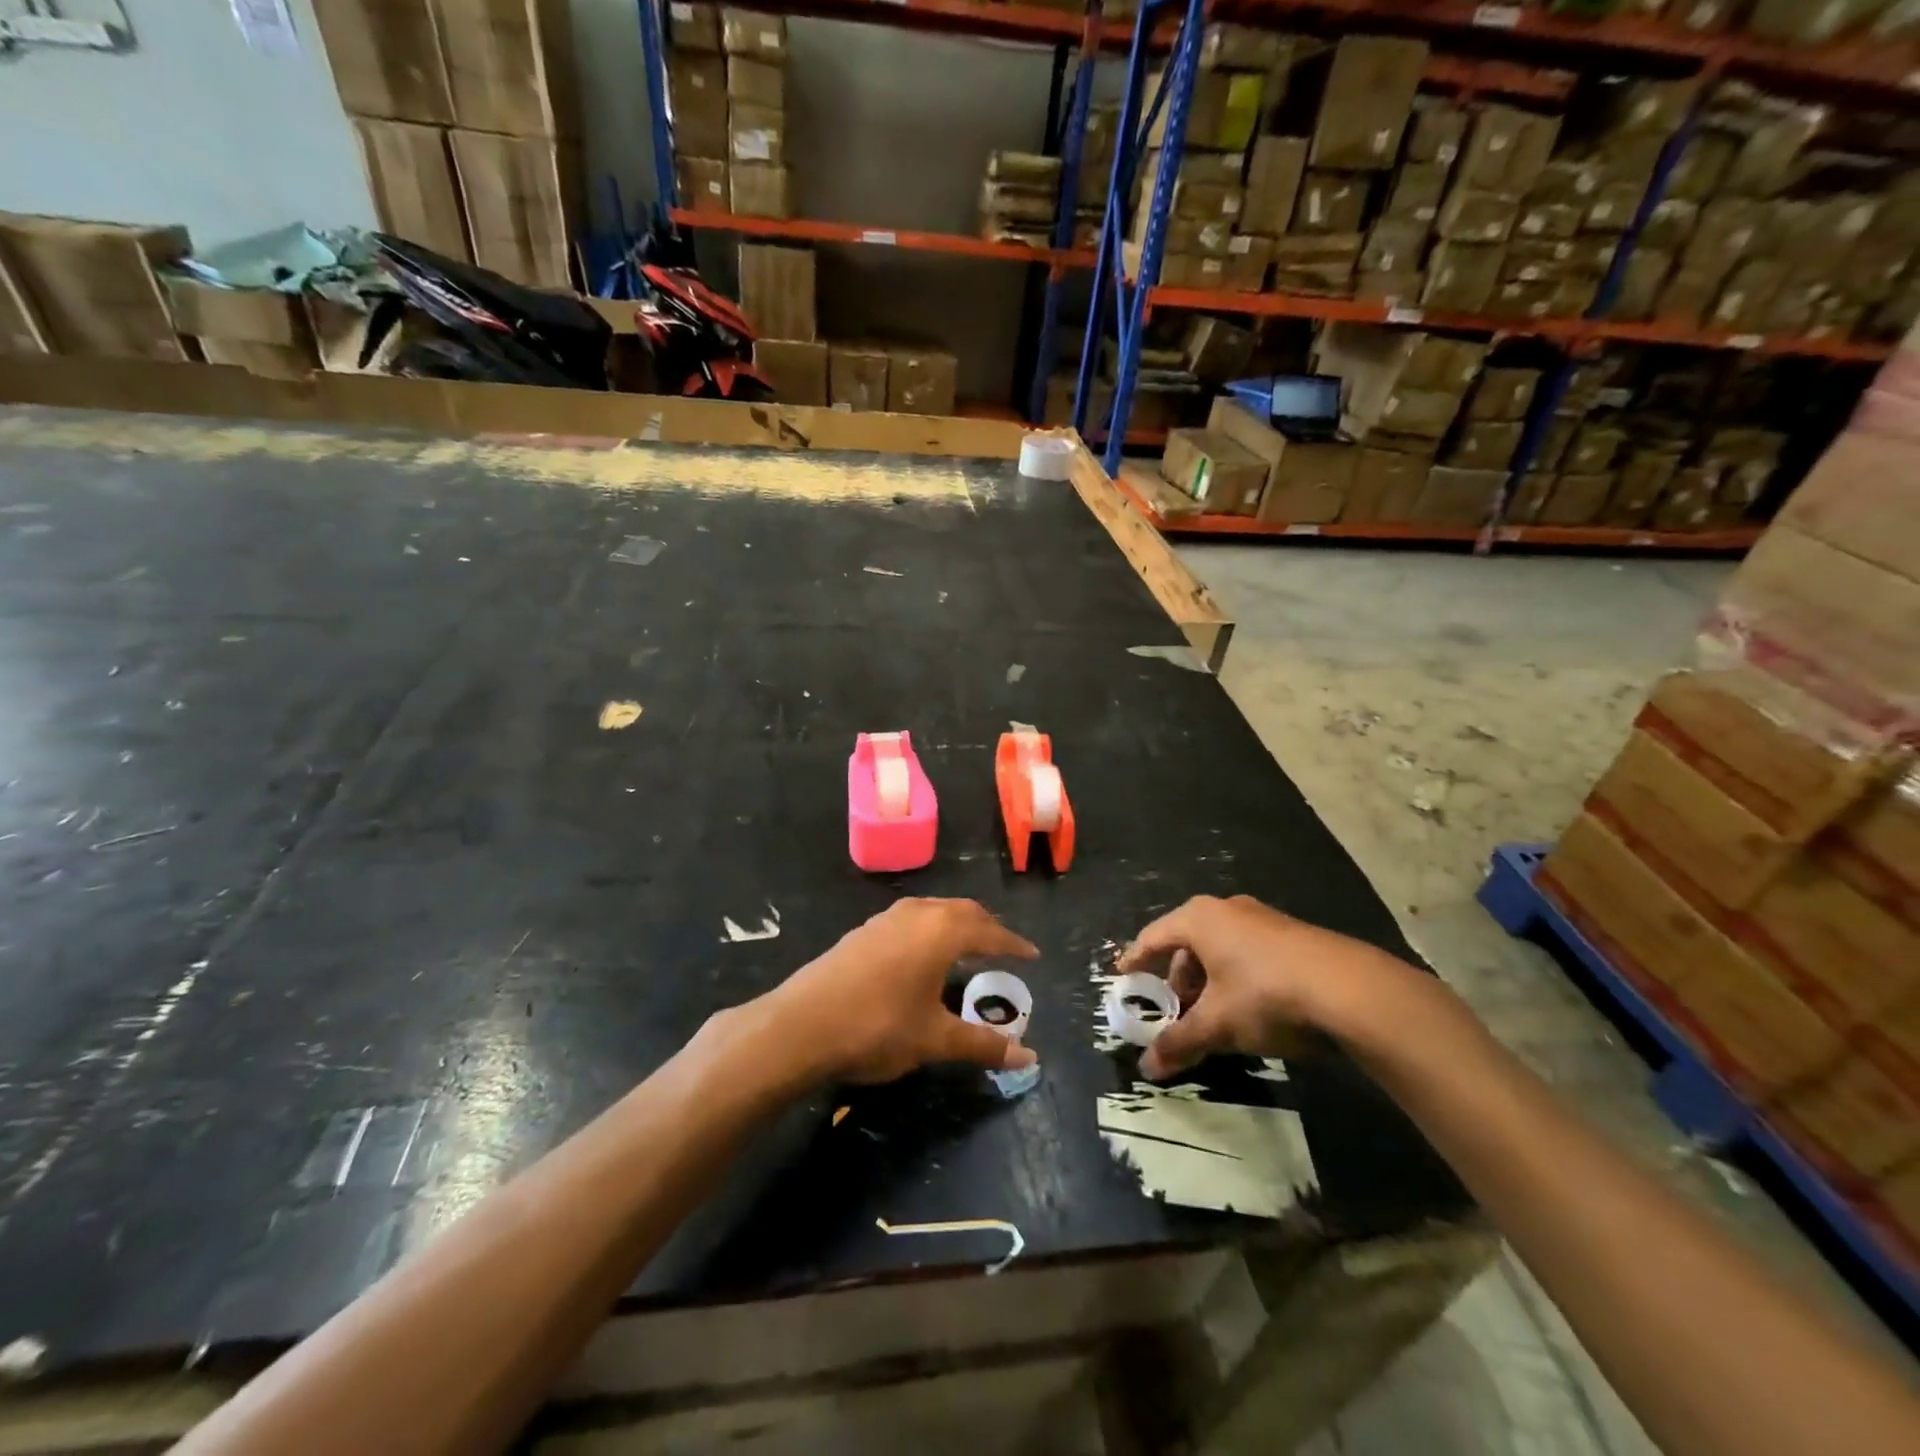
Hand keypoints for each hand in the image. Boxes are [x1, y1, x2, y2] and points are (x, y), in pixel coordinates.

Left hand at [768, 898, 1039, 1084]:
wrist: (800, 1025)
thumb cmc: (877, 1027)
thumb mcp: (934, 1040)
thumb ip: (982, 1044)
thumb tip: (1029, 1059)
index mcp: (941, 931)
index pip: (990, 932)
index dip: (1014, 945)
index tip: (1033, 955)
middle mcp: (916, 914)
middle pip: (963, 911)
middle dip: (987, 928)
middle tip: (1004, 948)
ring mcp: (885, 919)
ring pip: (933, 911)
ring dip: (956, 925)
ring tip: (968, 947)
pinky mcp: (862, 932)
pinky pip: (911, 920)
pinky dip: (930, 930)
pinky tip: (922, 955)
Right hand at [1119, 895, 1407, 1079]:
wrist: (1351, 990)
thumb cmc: (1265, 995)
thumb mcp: (1218, 1024)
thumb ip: (1179, 1042)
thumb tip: (1146, 1067)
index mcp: (1199, 918)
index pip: (1153, 937)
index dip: (1135, 961)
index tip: (1123, 977)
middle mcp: (1226, 909)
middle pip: (1187, 944)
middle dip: (1177, 980)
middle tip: (1174, 1011)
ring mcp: (1262, 918)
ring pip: (1220, 949)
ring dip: (1208, 981)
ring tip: (1212, 1016)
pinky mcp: (1291, 934)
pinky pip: (1247, 953)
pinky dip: (1235, 977)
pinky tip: (1248, 1008)